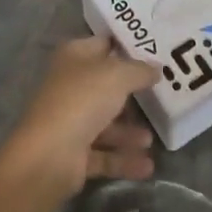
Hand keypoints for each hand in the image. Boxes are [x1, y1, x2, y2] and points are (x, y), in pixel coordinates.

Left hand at [0, 36, 159, 204]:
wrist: (49, 156)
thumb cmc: (82, 101)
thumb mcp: (118, 76)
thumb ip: (140, 70)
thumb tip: (156, 67)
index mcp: (74, 57)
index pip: (103, 44)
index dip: (127, 46)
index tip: (156, 51)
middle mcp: (70, 86)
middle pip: (106, 86)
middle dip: (132, 93)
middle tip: (162, 95)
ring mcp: (70, 121)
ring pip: (105, 123)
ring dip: (129, 132)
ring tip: (151, 140)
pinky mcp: (73, 154)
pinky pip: (104, 154)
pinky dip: (123, 159)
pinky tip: (147, 166)